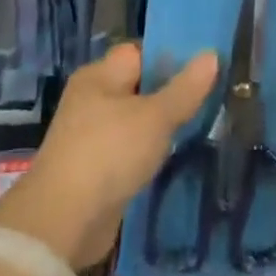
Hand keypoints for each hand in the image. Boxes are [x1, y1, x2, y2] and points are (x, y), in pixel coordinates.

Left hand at [0, 42, 217, 267]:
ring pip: (135, 120)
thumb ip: (185, 88)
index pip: (139, 52)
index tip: (204, 64)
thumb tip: (212, 54)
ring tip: (201, 124)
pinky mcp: (94, 170)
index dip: (170, 54)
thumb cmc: (109, 153)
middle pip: (138, 86)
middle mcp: (92, 99)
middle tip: (210, 95)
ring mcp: (90, 136)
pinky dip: (148, 152)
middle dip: (170, 92)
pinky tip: (175, 156)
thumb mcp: (155, 117)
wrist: (64, 223)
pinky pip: (129, 149)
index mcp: (99, 75)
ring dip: (161, 126)